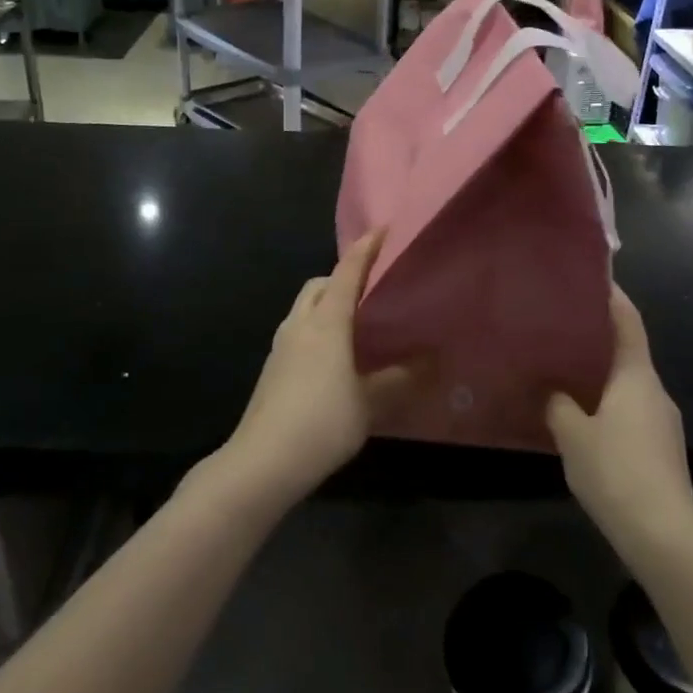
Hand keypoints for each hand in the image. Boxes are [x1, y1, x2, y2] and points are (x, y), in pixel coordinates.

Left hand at [222, 232, 409, 504]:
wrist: (261, 462)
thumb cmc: (321, 423)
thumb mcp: (369, 403)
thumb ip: (400, 380)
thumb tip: (432, 362)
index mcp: (326, 323)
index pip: (347, 273)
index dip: (365, 249)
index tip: (381, 229)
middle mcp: (300, 325)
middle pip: (319, 285)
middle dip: (342, 276)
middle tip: (371, 288)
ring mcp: (281, 346)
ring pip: (304, 308)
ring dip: (327, 303)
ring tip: (355, 322)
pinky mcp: (272, 368)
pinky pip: (298, 330)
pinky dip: (317, 327)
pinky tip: (333, 357)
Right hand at [546, 285, 692, 556]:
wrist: (664, 536)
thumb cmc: (617, 471)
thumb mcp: (573, 435)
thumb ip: (558, 406)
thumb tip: (552, 392)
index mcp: (637, 376)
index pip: (628, 322)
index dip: (613, 298)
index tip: (592, 279)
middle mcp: (654, 391)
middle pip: (627, 353)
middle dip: (597, 340)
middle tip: (560, 330)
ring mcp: (662, 423)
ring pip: (627, 386)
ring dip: (600, 378)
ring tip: (563, 374)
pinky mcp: (661, 450)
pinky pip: (630, 413)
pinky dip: (607, 406)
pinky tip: (581, 421)